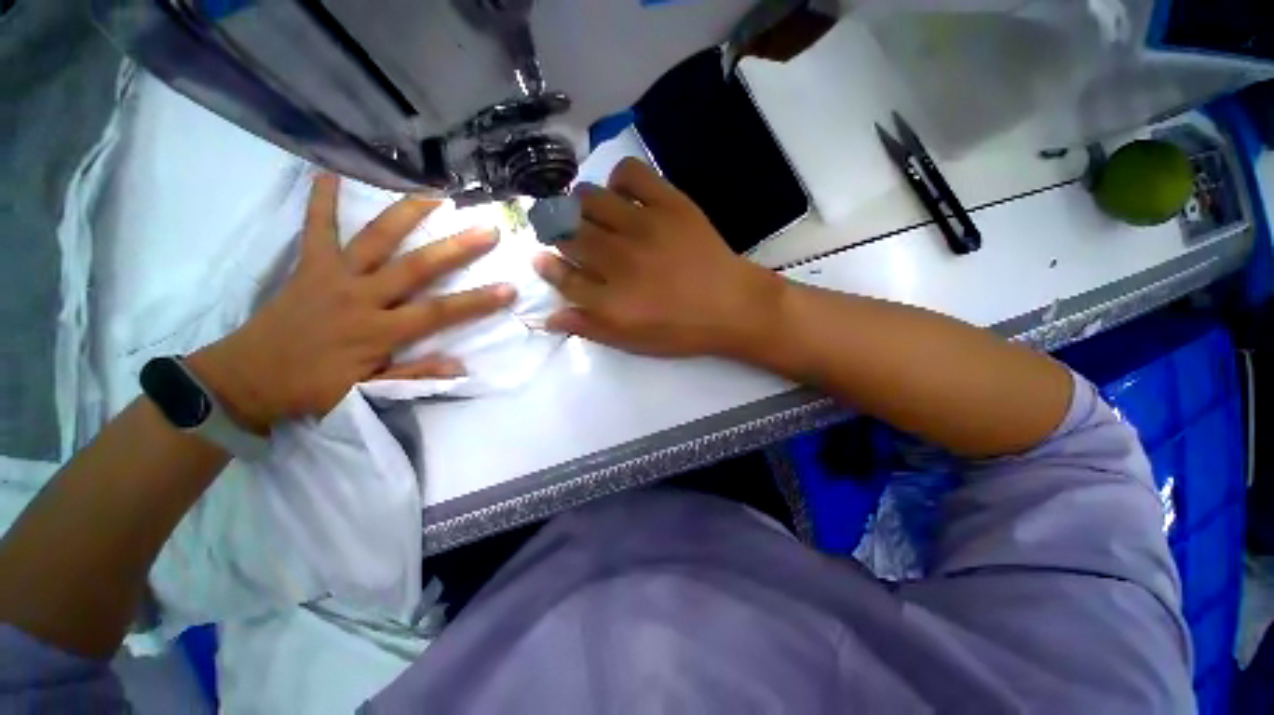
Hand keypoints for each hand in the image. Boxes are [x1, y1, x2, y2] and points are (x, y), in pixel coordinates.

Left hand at [186, 174, 515, 433]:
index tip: (509, 289)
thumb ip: (416, 375)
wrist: (247, 377)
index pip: (439, 313)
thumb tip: (461, 366)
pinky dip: (320, 200)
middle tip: (487, 228)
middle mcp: (360, 297)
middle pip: (415, 267)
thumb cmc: (313, 387)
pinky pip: (316, 228)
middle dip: (456, 248)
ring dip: (406, 213)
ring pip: (375, 239)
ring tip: (434, 193)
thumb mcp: (368, 391)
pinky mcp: (308, 266)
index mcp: (378, 331)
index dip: (477, 302)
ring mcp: (333, 276)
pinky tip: (327, 171)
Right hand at [533, 158, 784, 357]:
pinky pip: (630, 174)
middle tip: (564, 233)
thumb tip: (548, 317)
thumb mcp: (633, 341)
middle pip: (569, 234)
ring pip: (589, 199)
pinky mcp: (669, 204)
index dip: (547, 267)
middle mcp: (618, 260)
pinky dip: (618, 179)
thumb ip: (590, 327)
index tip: (540, 258)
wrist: (732, 306)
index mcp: (610, 300)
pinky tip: (621, 195)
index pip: (563, 276)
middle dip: (557, 232)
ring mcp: (643, 227)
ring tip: (589, 214)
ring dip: (580, 205)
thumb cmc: (682, 330)